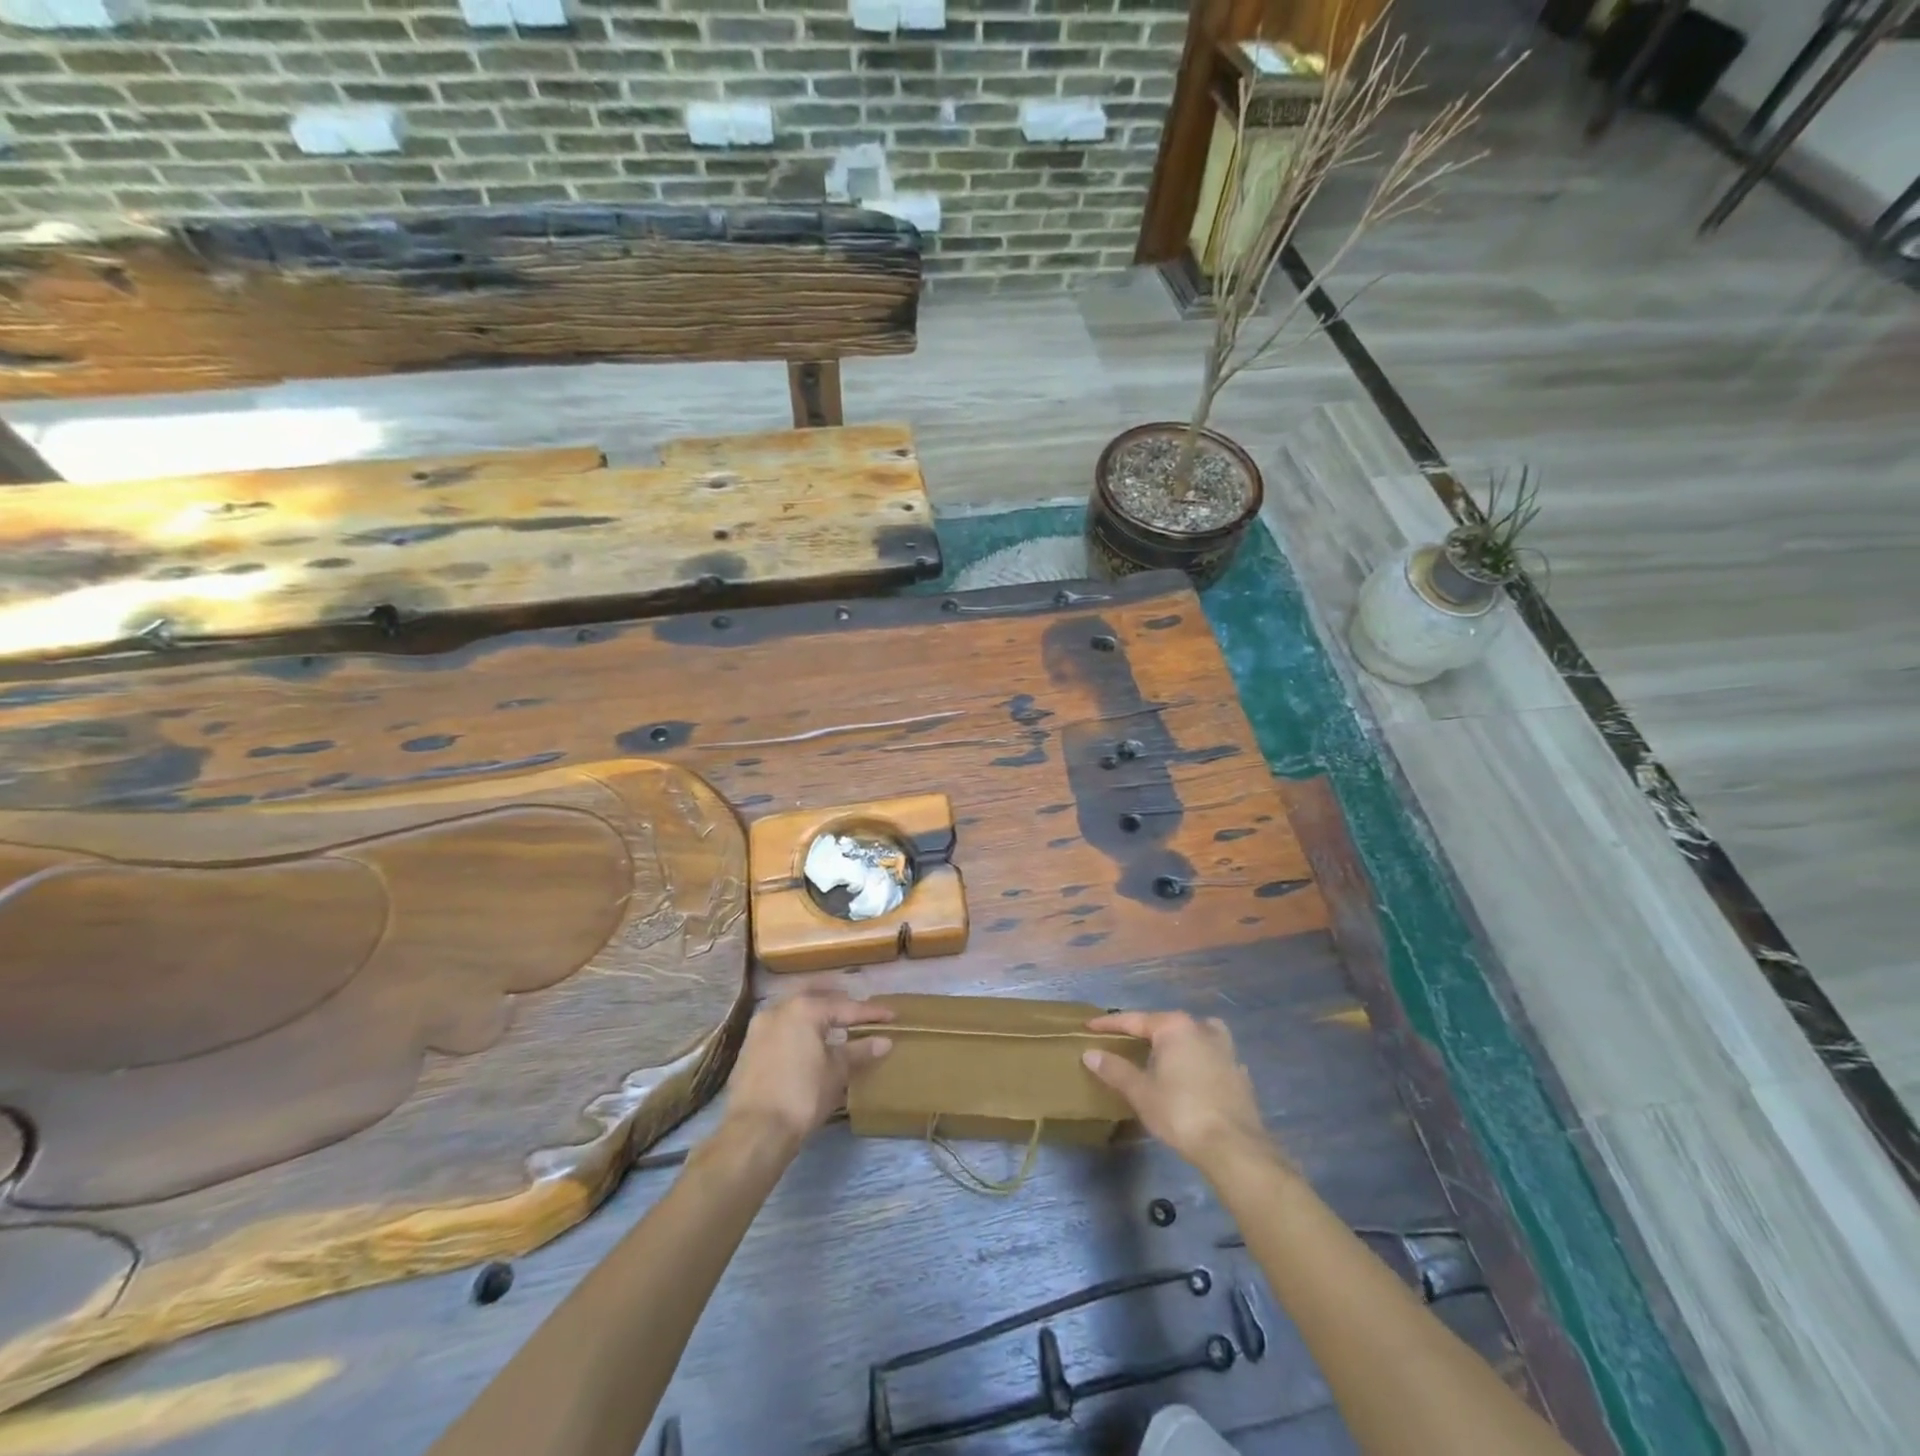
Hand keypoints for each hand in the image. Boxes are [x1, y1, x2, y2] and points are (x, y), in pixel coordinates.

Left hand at [723, 991, 893, 1152]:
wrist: (755, 1131)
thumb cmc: (803, 1096)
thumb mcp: (836, 1072)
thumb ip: (859, 1051)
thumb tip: (884, 1041)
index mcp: (805, 1009)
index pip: (846, 1007)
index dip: (871, 1013)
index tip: (891, 1014)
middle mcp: (779, 1008)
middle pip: (815, 996)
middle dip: (838, 1000)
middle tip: (857, 1009)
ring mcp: (760, 1027)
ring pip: (794, 1009)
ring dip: (815, 1012)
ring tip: (834, 1023)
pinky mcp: (749, 1047)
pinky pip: (781, 1026)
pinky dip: (798, 1027)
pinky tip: (808, 1041)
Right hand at [1082, 1011, 1274, 1174]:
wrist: (1234, 1147)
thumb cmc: (1180, 1113)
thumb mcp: (1141, 1092)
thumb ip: (1115, 1070)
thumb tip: (1090, 1053)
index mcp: (1175, 1027)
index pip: (1134, 1020)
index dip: (1109, 1024)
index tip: (1089, 1027)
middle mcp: (1201, 1029)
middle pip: (1166, 1024)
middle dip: (1145, 1031)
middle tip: (1124, 1042)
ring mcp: (1226, 1050)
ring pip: (1196, 1034)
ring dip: (1179, 1040)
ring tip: (1166, 1054)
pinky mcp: (1240, 1073)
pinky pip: (1213, 1057)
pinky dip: (1200, 1061)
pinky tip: (1195, 1077)